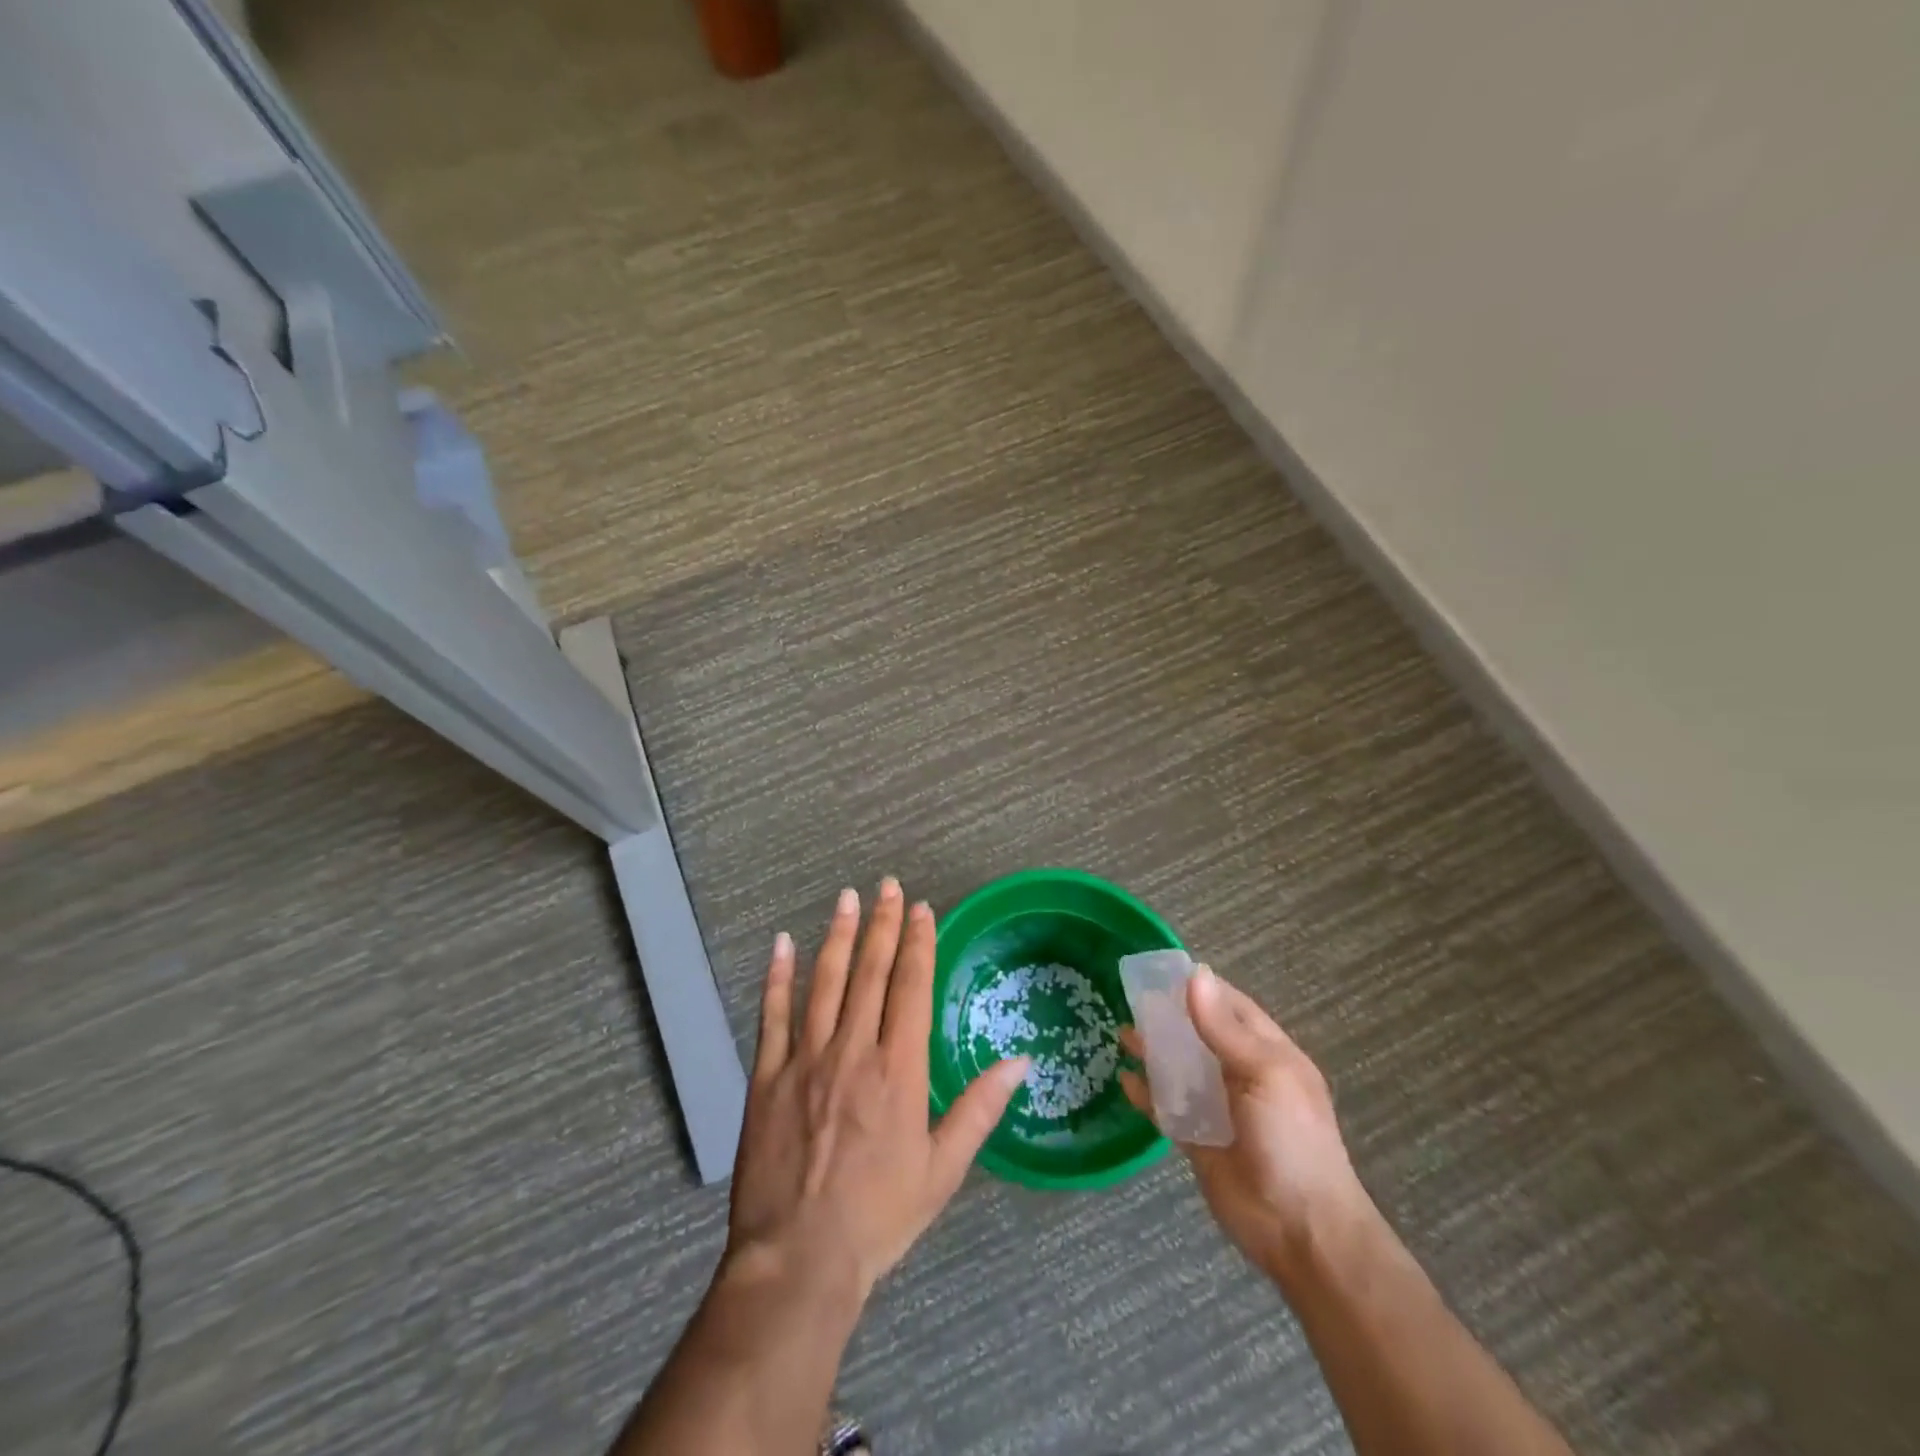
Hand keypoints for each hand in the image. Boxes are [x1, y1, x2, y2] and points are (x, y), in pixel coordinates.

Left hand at [725, 878, 1027, 1303]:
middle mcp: (853, 1050)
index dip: (918, 943)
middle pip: (871, 972)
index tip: (921, 909)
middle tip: (888, 885)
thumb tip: (1021, 1061)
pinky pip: (773, 1015)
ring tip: (847, 898)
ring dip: (839, 936)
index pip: (911, 987)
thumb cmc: (879, 1215)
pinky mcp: (767, 1076)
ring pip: (825, 982)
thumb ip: (980, 1108)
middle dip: (882, 924)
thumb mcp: (943, 1169)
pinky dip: (778, 976)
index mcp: (898, 1069)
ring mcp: (805, 1059)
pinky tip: (783, 943)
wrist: (799, 1260)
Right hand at [1120, 967, 1369, 1284]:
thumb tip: (1195, 974)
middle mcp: (1241, 1074)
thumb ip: (1223, 1028)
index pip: (1229, 1006)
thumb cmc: (1291, 1141)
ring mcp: (1218, 1108)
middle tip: (1129, 998)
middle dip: (1168, 1016)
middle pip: (1199, 1034)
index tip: (1158, 970)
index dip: (1198, 986)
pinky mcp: (1198, 1139)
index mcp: (1266, 1052)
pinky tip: (1124, 1080)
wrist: (1301, 1231)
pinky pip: (1167, 1108)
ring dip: (1153, 1051)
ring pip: (1179, 1068)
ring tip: (1121, 1033)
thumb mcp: (1263, 1074)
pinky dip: (1146, 1094)